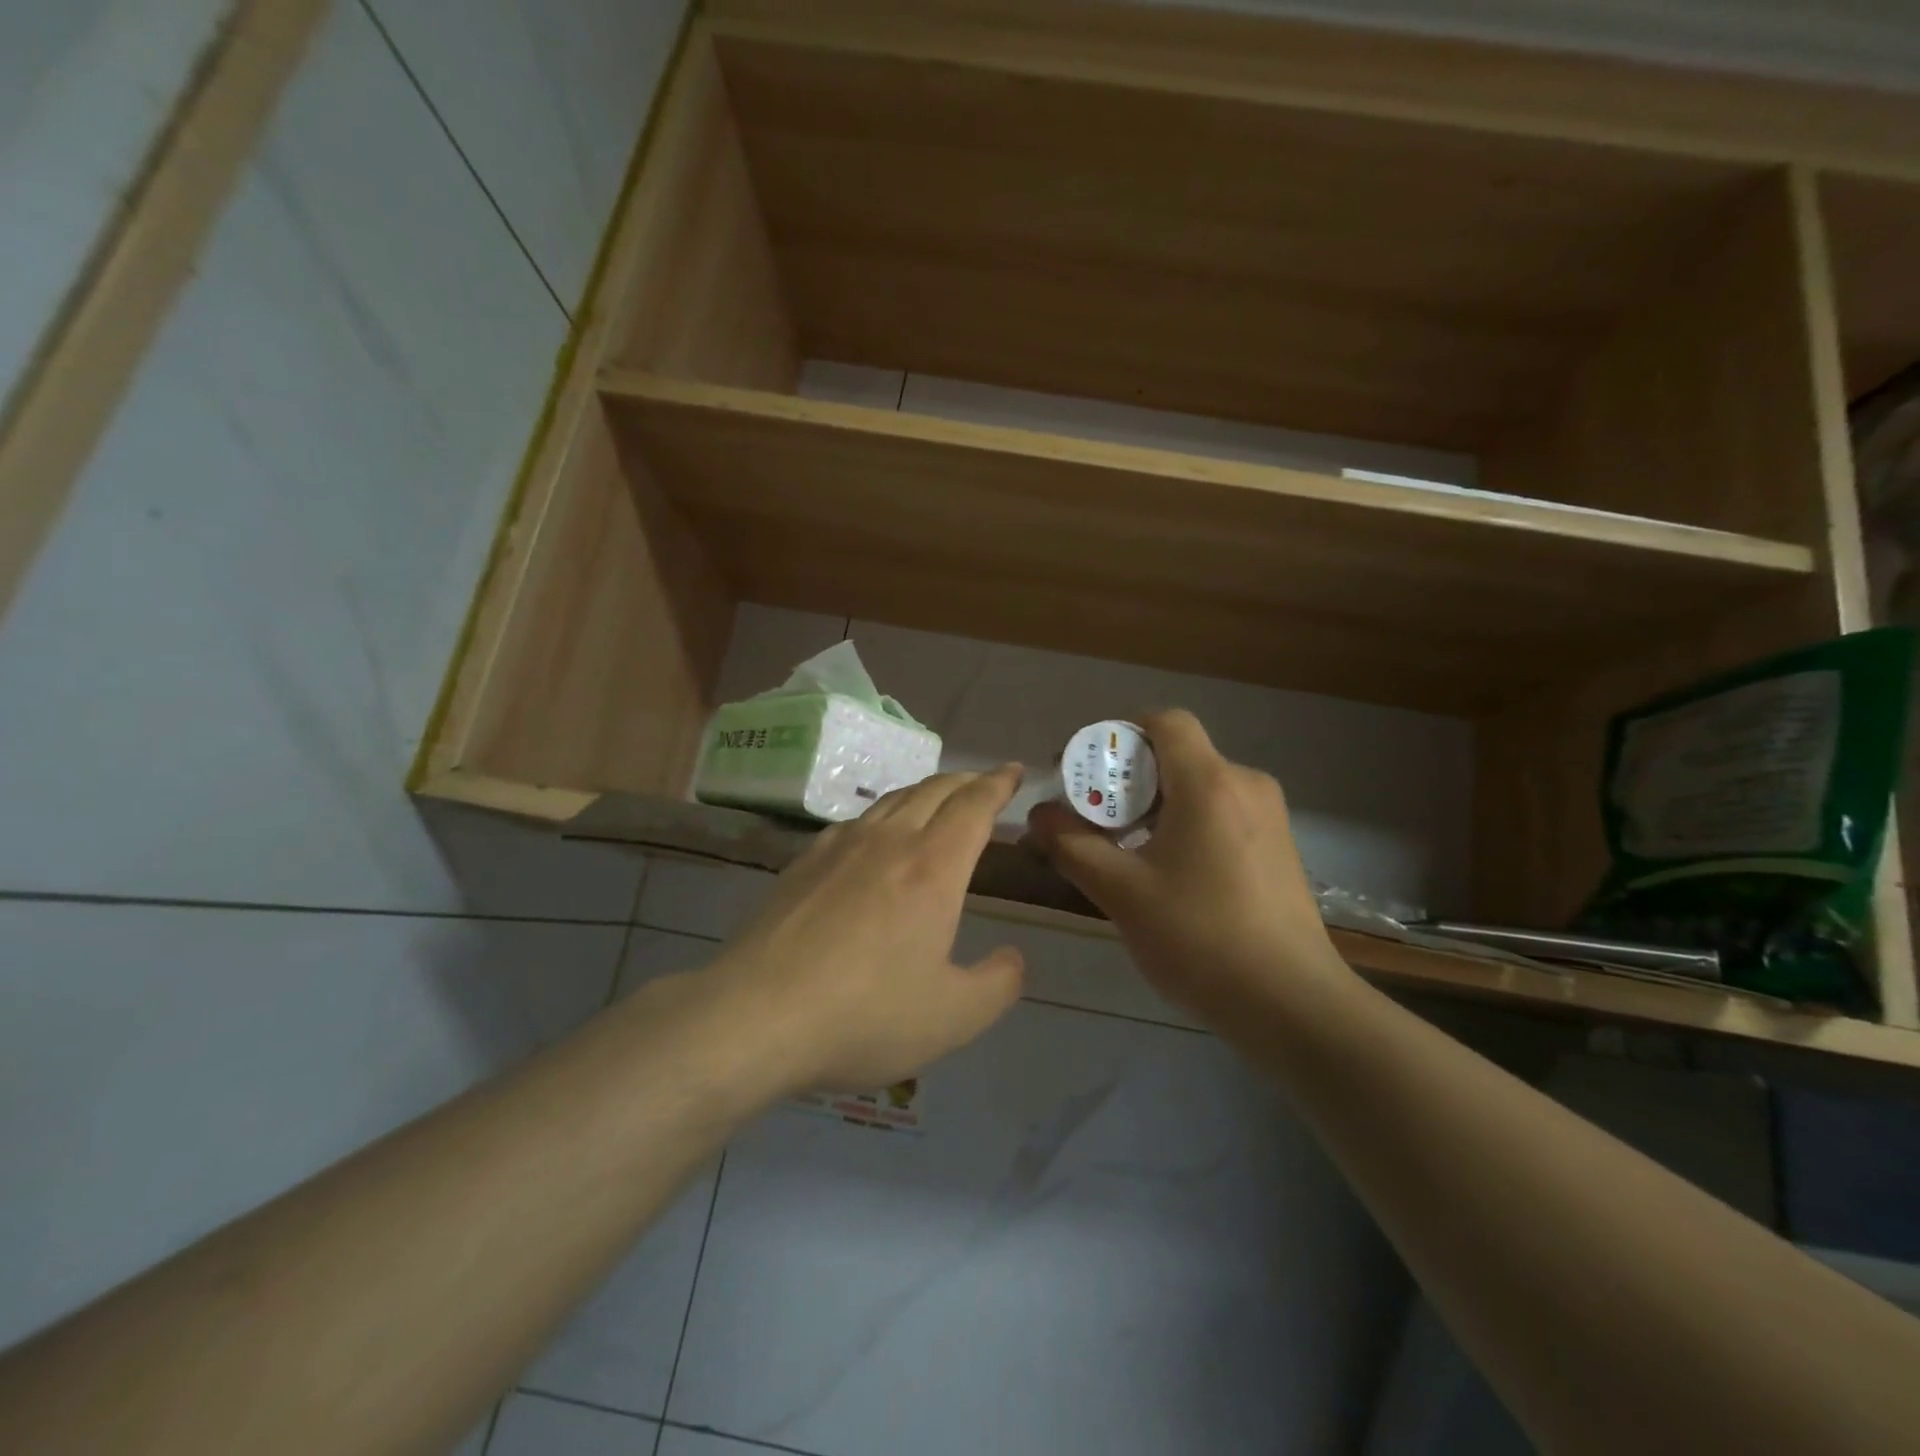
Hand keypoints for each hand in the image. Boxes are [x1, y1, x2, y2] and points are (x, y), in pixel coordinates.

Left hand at [704, 767, 1027, 1093]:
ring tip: (938, 800)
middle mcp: (889, 841)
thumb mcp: (953, 1016)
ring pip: (893, 799)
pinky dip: (883, 813)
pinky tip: (876, 834)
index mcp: (933, 867)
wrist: (756, 1014)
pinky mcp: (803, 862)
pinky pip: (855, 820)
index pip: (974, 806)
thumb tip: (1014, 958)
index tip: (1014, 771)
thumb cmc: (865, 1015)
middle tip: (985, 782)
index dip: (998, 784)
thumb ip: (998, 984)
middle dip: (967, 780)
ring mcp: (840, 846)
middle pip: (935, 789)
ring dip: (925, 791)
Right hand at [1027, 710, 1349, 1019]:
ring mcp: (1269, 816)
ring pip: (1197, 787)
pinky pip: (1220, 814)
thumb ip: (1072, 845)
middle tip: (1090, 817)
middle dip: (1126, 778)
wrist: (1293, 1005)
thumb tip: (1040, 814)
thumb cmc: (1200, 937)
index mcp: (1209, 782)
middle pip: (1176, 755)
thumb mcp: (1122, 892)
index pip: (1163, 721)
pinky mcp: (1277, 848)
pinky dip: (1182, 825)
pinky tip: (1165, 872)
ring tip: (1120, 849)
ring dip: (1152, 805)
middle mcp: (1245, 784)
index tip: (1085, 771)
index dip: (1117, 734)